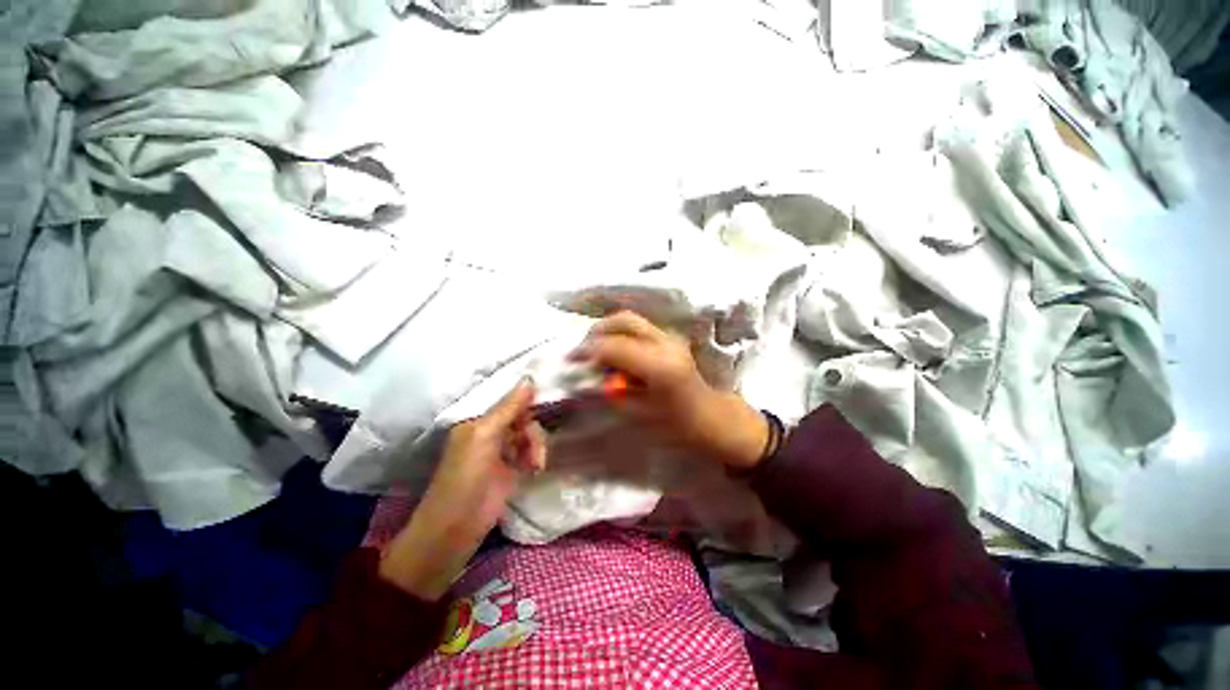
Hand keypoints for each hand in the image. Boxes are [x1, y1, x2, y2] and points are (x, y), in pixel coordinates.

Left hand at [378, 380, 546, 599]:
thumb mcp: (484, 437)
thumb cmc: (465, 477)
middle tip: (534, 448)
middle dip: (533, 430)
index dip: (529, 400)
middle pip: (524, 418)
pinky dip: (537, 458)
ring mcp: (503, 452)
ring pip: (531, 436)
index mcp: (479, 421)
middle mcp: (491, 432)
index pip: (510, 401)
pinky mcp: (513, 470)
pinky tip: (536, 468)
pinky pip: (532, 453)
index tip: (550, 400)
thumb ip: (508, 408)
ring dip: (537, 446)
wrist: (455, 529)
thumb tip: (529, 379)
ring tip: (535, 464)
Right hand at [570, 311, 767, 470]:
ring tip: (594, 348)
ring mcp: (670, 337)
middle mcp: (665, 343)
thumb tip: (591, 374)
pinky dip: (620, 333)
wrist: (711, 417)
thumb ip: (613, 390)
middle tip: (581, 349)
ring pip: (630, 319)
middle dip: (597, 331)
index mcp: (660, 365)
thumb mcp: (640, 413)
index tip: (572, 360)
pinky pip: (638, 327)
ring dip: (608, 329)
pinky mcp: (670, 338)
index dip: (589, 351)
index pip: (615, 346)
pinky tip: (613, 350)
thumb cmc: (678, 424)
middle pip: (623, 320)